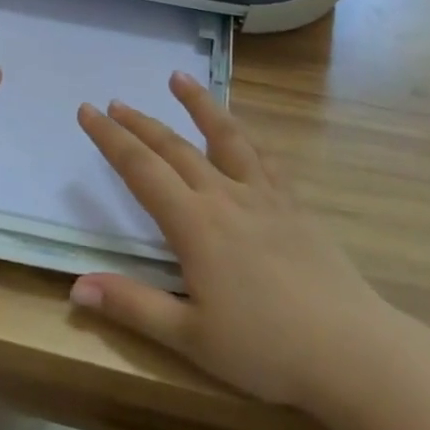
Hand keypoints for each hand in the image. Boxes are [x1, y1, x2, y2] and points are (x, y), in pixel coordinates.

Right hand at [68, 75, 381, 410]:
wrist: (353, 351)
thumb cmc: (266, 350)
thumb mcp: (190, 338)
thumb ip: (133, 306)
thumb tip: (77, 287)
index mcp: (195, 225)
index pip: (141, 169)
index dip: (110, 139)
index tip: (87, 111)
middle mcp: (225, 196)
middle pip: (174, 148)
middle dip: (139, 123)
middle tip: (114, 102)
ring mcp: (264, 195)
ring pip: (224, 137)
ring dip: (198, 105)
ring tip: (178, 78)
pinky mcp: (293, 204)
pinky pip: (263, 157)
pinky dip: (243, 135)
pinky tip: (239, 130)